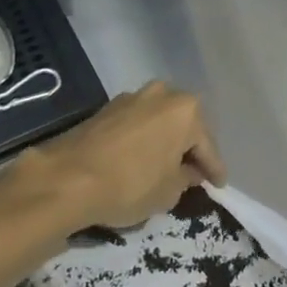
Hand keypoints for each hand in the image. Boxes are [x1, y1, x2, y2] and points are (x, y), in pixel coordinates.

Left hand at [28, 82, 225, 229]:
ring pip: (159, 122)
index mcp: (185, 110)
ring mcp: (131, 97)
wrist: (67, 177)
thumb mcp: (168, 192)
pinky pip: (137, 124)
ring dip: (165, 141)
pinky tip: (142, 158)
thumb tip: (187, 171)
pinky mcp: (106, 108)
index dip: (214, 169)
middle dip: (190, 148)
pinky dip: (144, 140)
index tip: (219, 184)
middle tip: (194, 172)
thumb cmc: (130, 184)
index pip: (207, 145)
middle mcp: (162, 94)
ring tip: (167, 165)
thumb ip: (185, 178)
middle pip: (184, 125)